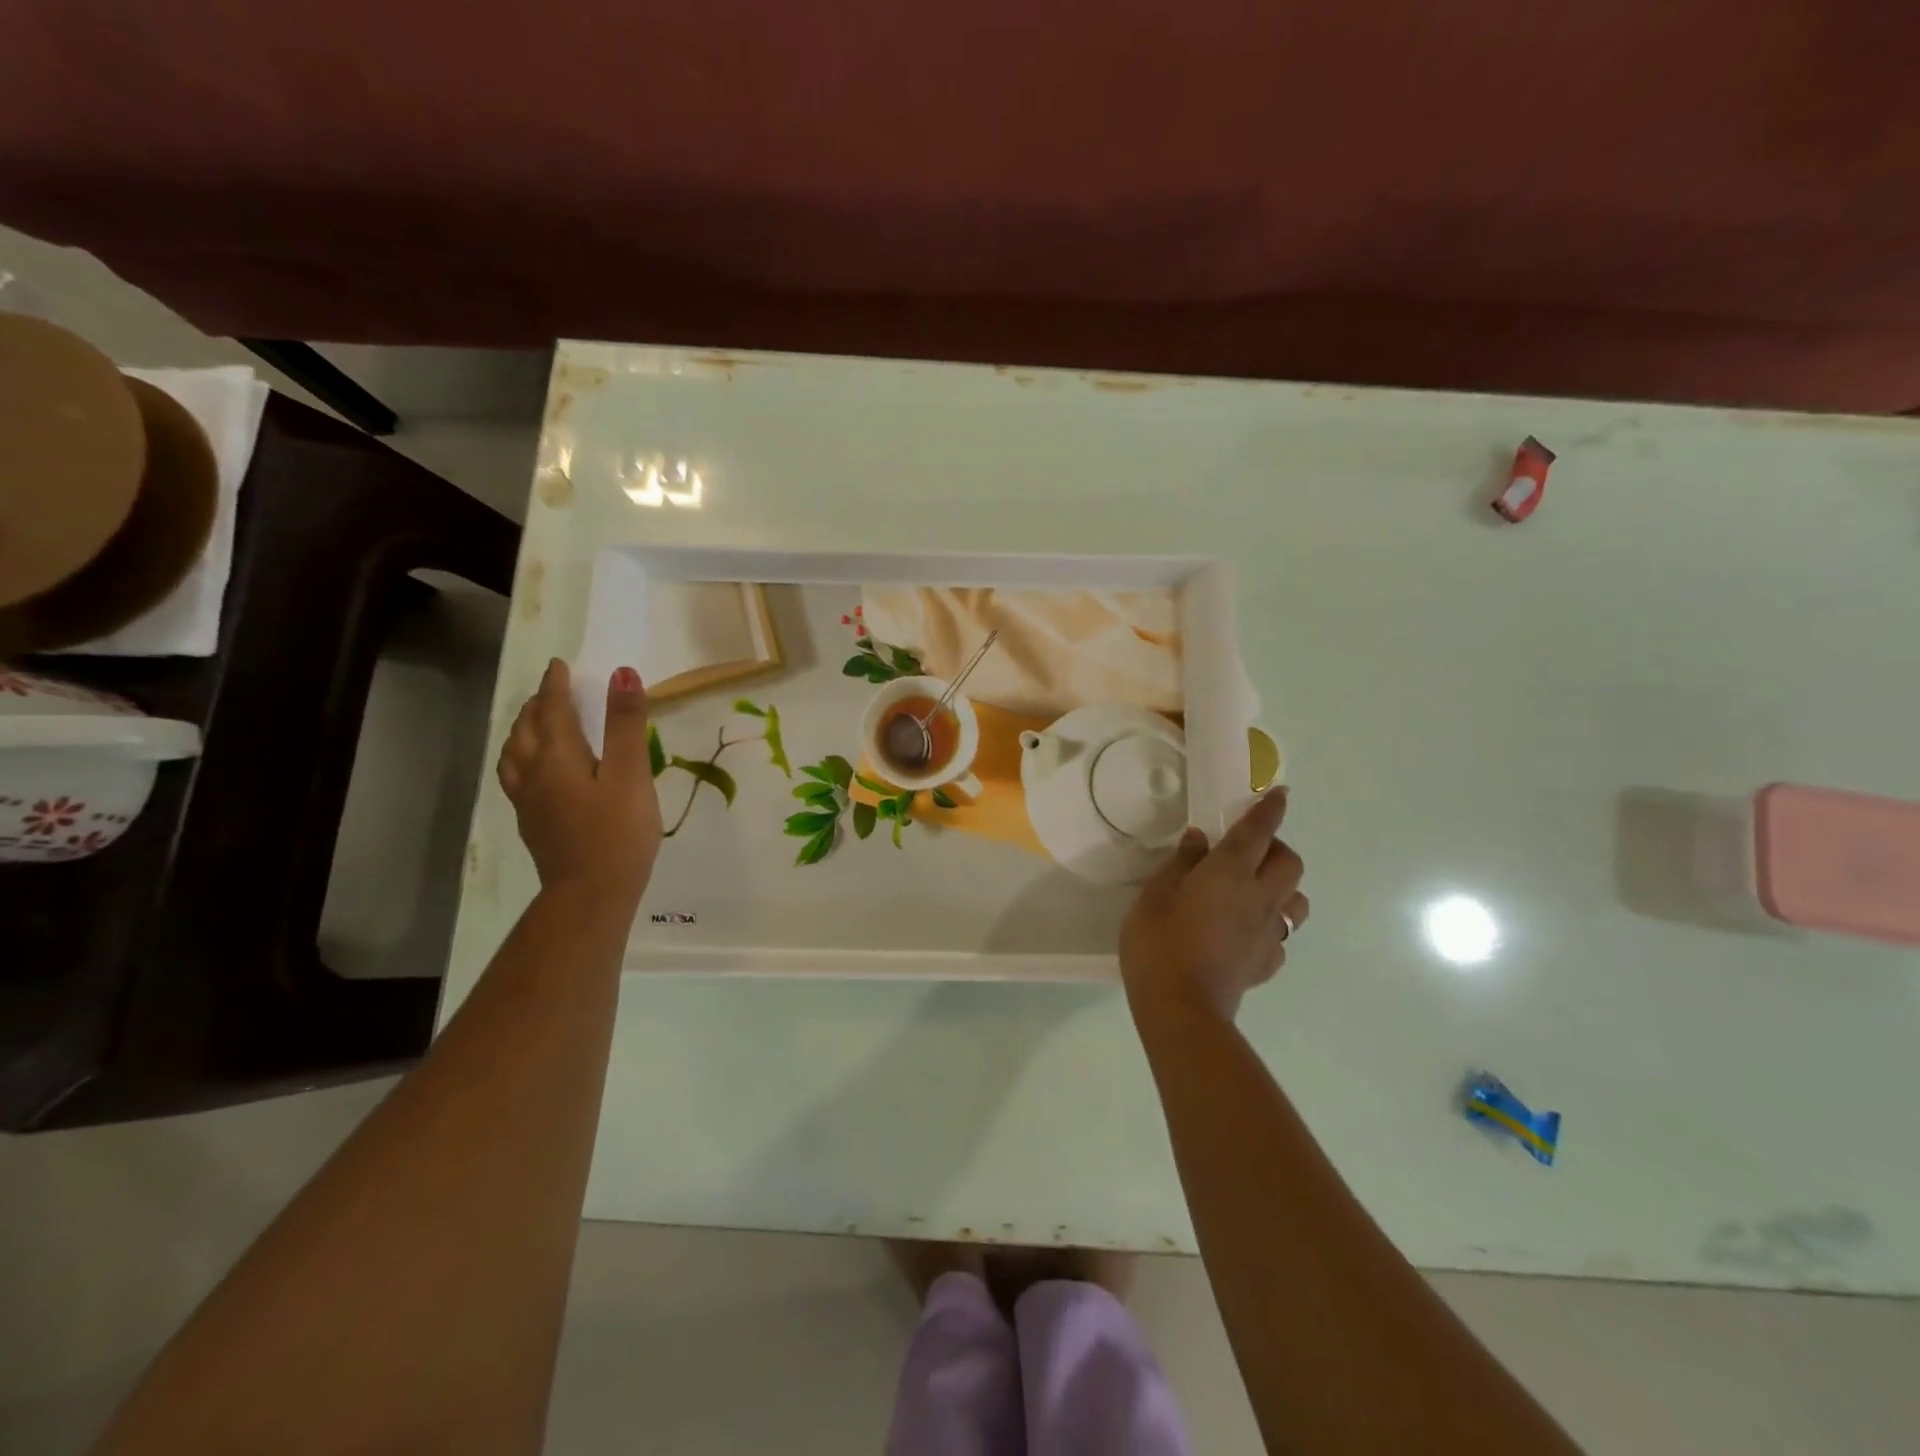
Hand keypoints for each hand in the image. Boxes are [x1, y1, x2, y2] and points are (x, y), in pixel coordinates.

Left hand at [497, 659, 661, 905]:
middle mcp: (535, 774)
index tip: (558, 664)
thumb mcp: (631, 774)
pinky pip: (515, 777)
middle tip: (551, 690)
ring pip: (514, 754)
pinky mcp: (534, 823)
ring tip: (535, 723)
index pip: (552, 710)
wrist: (591, 894)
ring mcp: (530, 801)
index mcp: (558, 757)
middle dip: (537, 705)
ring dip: (522, 730)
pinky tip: (533, 771)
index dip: (555, 685)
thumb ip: (626, 724)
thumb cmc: (618, 832)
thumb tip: (621, 672)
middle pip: (527, 730)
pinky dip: (520, 758)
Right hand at [1120, 788, 1307, 1023]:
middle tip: (1249, 851)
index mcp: (1230, 873)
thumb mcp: (1156, 894)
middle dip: (1277, 848)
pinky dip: (1270, 927)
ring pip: (1297, 901)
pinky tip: (1246, 933)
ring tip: (1254, 891)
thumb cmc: (1159, 943)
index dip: (1270, 809)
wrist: (1181, 1009)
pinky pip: (1280, 937)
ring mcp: (1268, 934)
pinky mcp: (1266, 964)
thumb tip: (1200, 839)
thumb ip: (1181, 863)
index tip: (1280, 793)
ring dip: (1283, 888)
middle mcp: (1259, 898)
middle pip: (1290, 863)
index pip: (1258, 831)